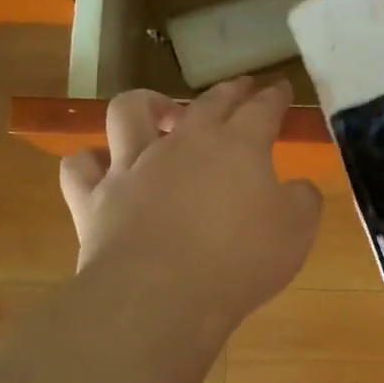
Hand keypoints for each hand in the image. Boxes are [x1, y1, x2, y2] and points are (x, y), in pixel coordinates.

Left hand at [59, 78, 321, 330]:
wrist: (160, 295)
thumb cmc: (240, 260)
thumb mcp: (296, 230)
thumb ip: (302, 199)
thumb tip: (296, 188)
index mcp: (238, 146)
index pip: (262, 109)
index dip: (275, 96)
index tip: (282, 88)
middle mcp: (183, 144)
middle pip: (207, 103)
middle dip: (229, 91)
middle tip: (241, 87)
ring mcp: (133, 166)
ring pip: (129, 112)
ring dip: (147, 104)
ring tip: (161, 112)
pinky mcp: (95, 198)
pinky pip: (81, 166)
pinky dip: (92, 161)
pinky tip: (104, 166)